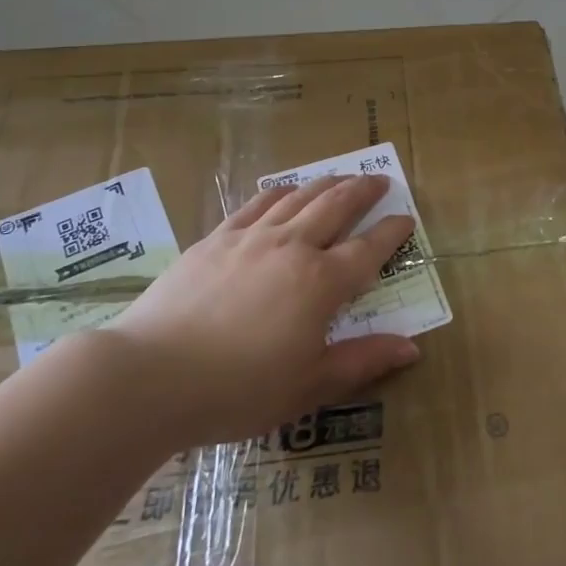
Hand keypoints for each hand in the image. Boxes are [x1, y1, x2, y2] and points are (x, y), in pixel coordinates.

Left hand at [104, 175, 418, 446]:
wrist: (152, 375)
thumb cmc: (238, 390)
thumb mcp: (308, 386)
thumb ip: (362, 361)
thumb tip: (412, 348)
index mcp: (320, 284)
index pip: (368, 250)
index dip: (392, 233)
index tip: (407, 219)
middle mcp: (291, 247)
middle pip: (336, 206)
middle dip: (363, 190)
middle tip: (380, 179)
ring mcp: (251, 238)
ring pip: (299, 197)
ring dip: (326, 183)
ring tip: (342, 176)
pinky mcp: (215, 239)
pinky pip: (256, 203)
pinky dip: (279, 191)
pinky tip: (285, 190)